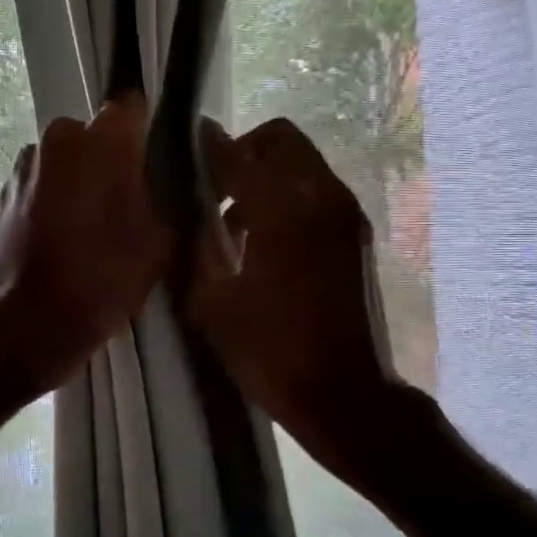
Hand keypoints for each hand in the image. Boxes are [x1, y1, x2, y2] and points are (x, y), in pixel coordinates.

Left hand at [0, 92, 170, 393]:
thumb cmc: (100, 278)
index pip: (133, 108)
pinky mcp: (5, 192)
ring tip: (95, 227)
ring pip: (68, 160)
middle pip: (97, 136)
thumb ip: (173, 197)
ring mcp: (25, 164)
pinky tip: (65, 237)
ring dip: (82, 180)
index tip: (159, 162)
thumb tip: (175, 178)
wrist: (26, 322)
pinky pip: (44, 182)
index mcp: (101, 139)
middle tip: (132, 204)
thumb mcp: (159, 242)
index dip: (149, 132)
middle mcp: (58, 137)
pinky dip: (56, 199)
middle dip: (114, 161)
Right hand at [186, 117, 402, 479]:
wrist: (346, 396)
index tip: (182, 148)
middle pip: (280, 140)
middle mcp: (321, 199)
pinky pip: (315, 191)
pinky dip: (286, 197)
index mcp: (283, 212)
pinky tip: (261, 242)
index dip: (207, 147)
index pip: (239, 154)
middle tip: (213, 188)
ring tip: (232, 222)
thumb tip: (187, 207)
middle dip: (242, 153)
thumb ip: (197, 244)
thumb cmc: (271, 352)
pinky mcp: (355, 236)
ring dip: (265, 176)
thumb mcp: (212, 301)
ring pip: (301, 164)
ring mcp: (346, 216)